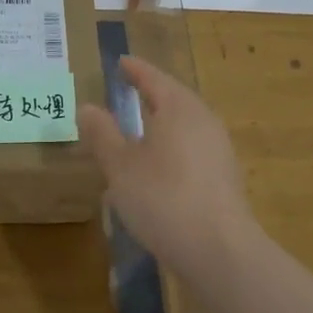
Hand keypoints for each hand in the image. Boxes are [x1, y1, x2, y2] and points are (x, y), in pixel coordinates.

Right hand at [77, 55, 259, 281]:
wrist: (219, 251)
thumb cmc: (163, 198)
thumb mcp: (121, 166)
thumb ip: (103, 134)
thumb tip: (88, 107)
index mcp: (179, 107)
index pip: (153, 78)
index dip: (135, 69)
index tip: (121, 62)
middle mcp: (203, 120)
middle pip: (174, 98)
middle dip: (150, 94)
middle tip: (128, 90)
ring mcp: (219, 149)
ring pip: (185, 125)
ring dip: (161, 123)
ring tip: (138, 129)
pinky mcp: (224, 177)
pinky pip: (192, 148)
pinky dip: (172, 147)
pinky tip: (158, 167)